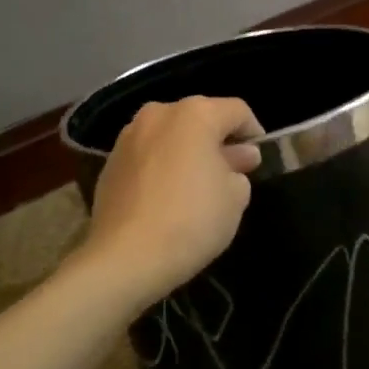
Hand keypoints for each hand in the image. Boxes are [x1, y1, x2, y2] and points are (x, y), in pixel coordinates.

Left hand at [83, 96, 262, 304]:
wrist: (126, 257)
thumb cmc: (193, 219)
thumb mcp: (236, 197)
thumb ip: (240, 169)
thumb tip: (236, 158)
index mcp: (195, 114)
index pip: (237, 111)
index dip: (254, 133)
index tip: (258, 161)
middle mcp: (159, 114)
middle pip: (200, 119)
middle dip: (218, 142)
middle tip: (231, 173)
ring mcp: (128, 137)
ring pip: (170, 136)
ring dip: (188, 153)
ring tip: (198, 186)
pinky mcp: (109, 163)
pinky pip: (148, 156)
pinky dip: (162, 167)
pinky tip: (168, 197)